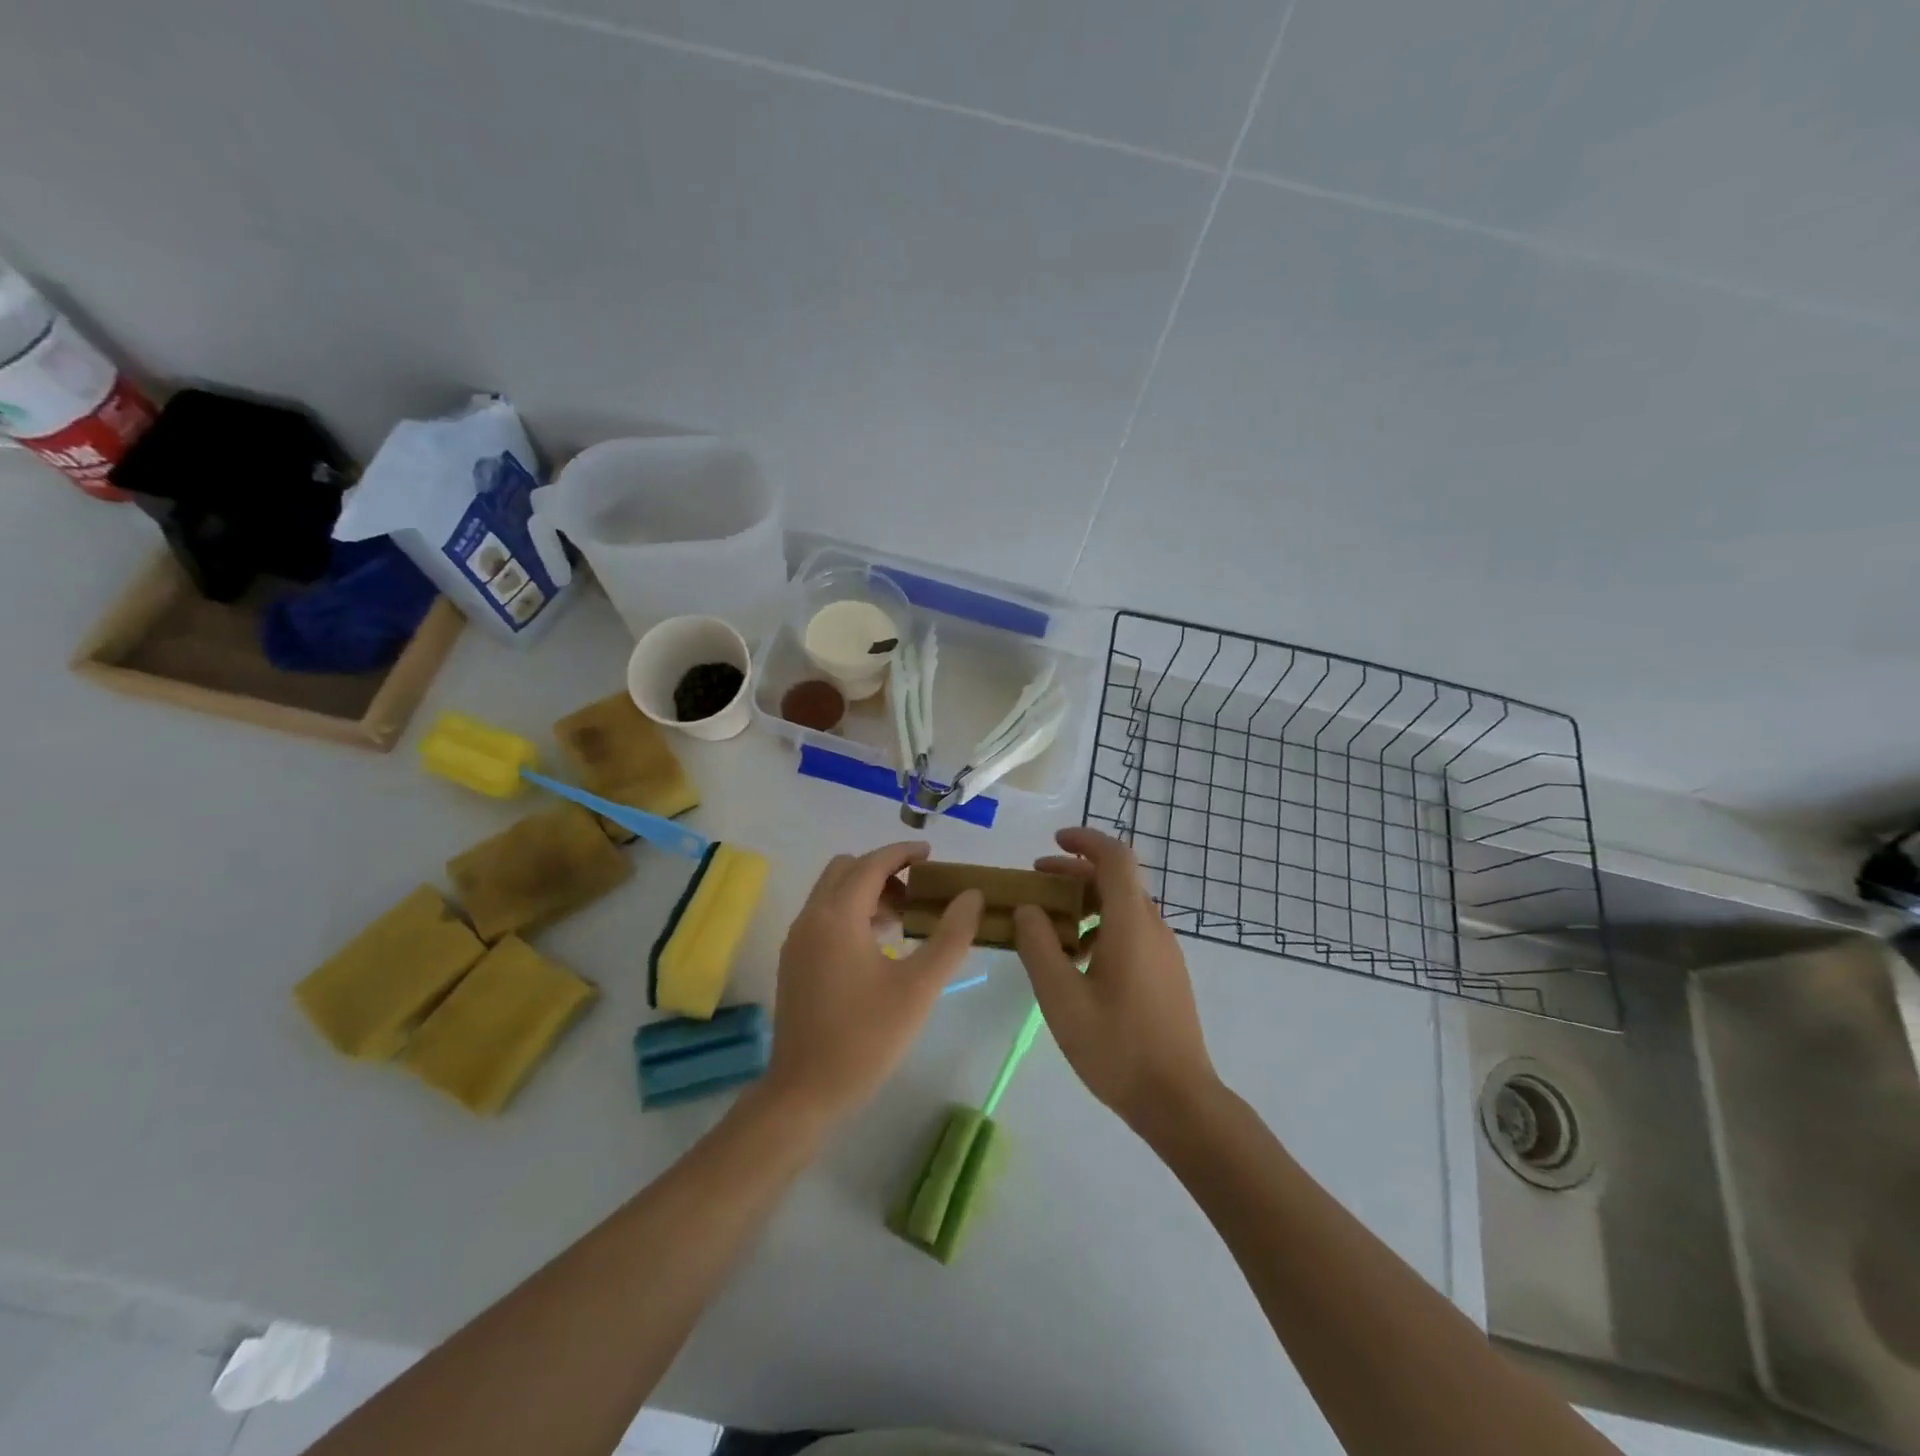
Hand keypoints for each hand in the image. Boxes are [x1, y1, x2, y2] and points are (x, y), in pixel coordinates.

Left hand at [763, 842, 982, 1124]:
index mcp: (837, 917)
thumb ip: (950, 936)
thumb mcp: (919, 988)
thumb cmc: (865, 1038)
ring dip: (866, 891)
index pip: (871, 864)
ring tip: (904, 918)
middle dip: (883, 870)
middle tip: (918, 891)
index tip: (932, 855)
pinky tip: (879, 944)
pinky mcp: (793, 962)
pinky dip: (850, 912)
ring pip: (832, 893)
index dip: (902, 853)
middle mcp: (810, 918)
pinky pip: (823, 916)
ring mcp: (797, 941)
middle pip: (846, 869)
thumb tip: (972, 896)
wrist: (804, 1093)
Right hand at [1013, 827, 1220, 1134]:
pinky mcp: (1167, 973)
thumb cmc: (1116, 1047)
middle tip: (1036, 881)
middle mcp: (1154, 927)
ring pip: (1124, 906)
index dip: (1085, 840)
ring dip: (1086, 901)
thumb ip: (1038, 947)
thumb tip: (1028, 909)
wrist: (1179, 1100)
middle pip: (1117, 879)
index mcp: (1131, 924)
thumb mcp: (1061, 998)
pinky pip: (1132, 931)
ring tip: (1049, 925)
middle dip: (1075, 872)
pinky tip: (1077, 960)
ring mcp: (1165, 951)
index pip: (1115, 858)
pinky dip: (1101, 925)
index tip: (1053, 842)